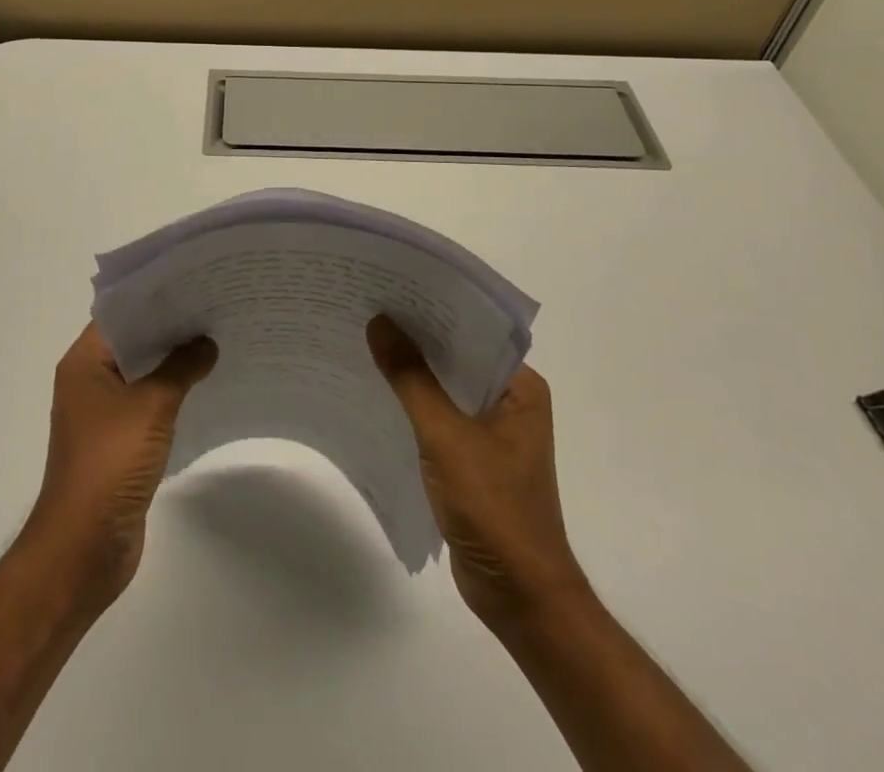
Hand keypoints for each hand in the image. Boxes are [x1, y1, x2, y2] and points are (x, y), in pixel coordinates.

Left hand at [20, 323, 216, 611]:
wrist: (84, 546)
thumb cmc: (110, 463)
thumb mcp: (151, 406)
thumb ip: (181, 368)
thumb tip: (206, 343)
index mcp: (84, 363)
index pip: (120, 314)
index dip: (155, 299)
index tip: (193, 285)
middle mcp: (89, 381)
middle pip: (133, 342)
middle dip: (170, 329)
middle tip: (214, 308)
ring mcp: (102, 414)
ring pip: (142, 374)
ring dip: (173, 363)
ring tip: (216, 341)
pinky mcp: (118, 442)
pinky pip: (148, 404)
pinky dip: (172, 393)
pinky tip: (205, 386)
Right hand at [367, 315, 583, 625]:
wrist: (519, 597)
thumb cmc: (493, 507)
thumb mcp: (446, 436)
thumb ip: (412, 378)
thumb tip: (380, 322)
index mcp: (520, 387)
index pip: (473, 331)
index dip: (433, 308)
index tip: (390, 286)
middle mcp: (509, 401)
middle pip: (456, 357)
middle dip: (416, 337)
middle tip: (367, 306)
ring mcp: (491, 431)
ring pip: (444, 387)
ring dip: (411, 371)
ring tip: (363, 340)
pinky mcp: (472, 457)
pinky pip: (438, 416)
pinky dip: (411, 404)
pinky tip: (376, 391)